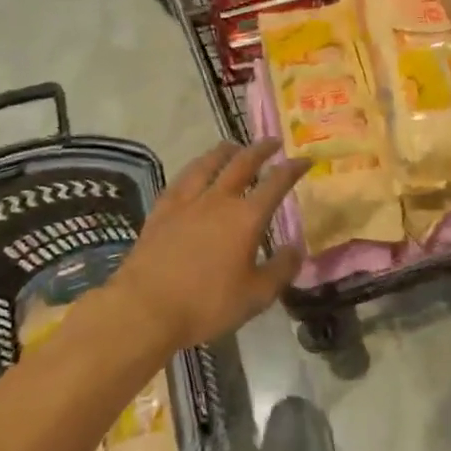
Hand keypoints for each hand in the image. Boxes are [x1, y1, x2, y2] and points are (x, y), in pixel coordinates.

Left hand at [110, 139, 309, 351]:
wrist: (145, 308)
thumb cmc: (206, 304)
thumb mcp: (255, 296)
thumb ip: (280, 270)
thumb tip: (297, 248)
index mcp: (246, 217)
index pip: (276, 183)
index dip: (292, 169)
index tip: (305, 159)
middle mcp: (218, 199)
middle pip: (242, 163)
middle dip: (261, 150)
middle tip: (272, 142)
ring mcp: (187, 201)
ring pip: (209, 163)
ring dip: (225, 151)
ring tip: (234, 146)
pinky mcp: (162, 210)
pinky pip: (181, 179)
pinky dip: (195, 168)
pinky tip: (194, 171)